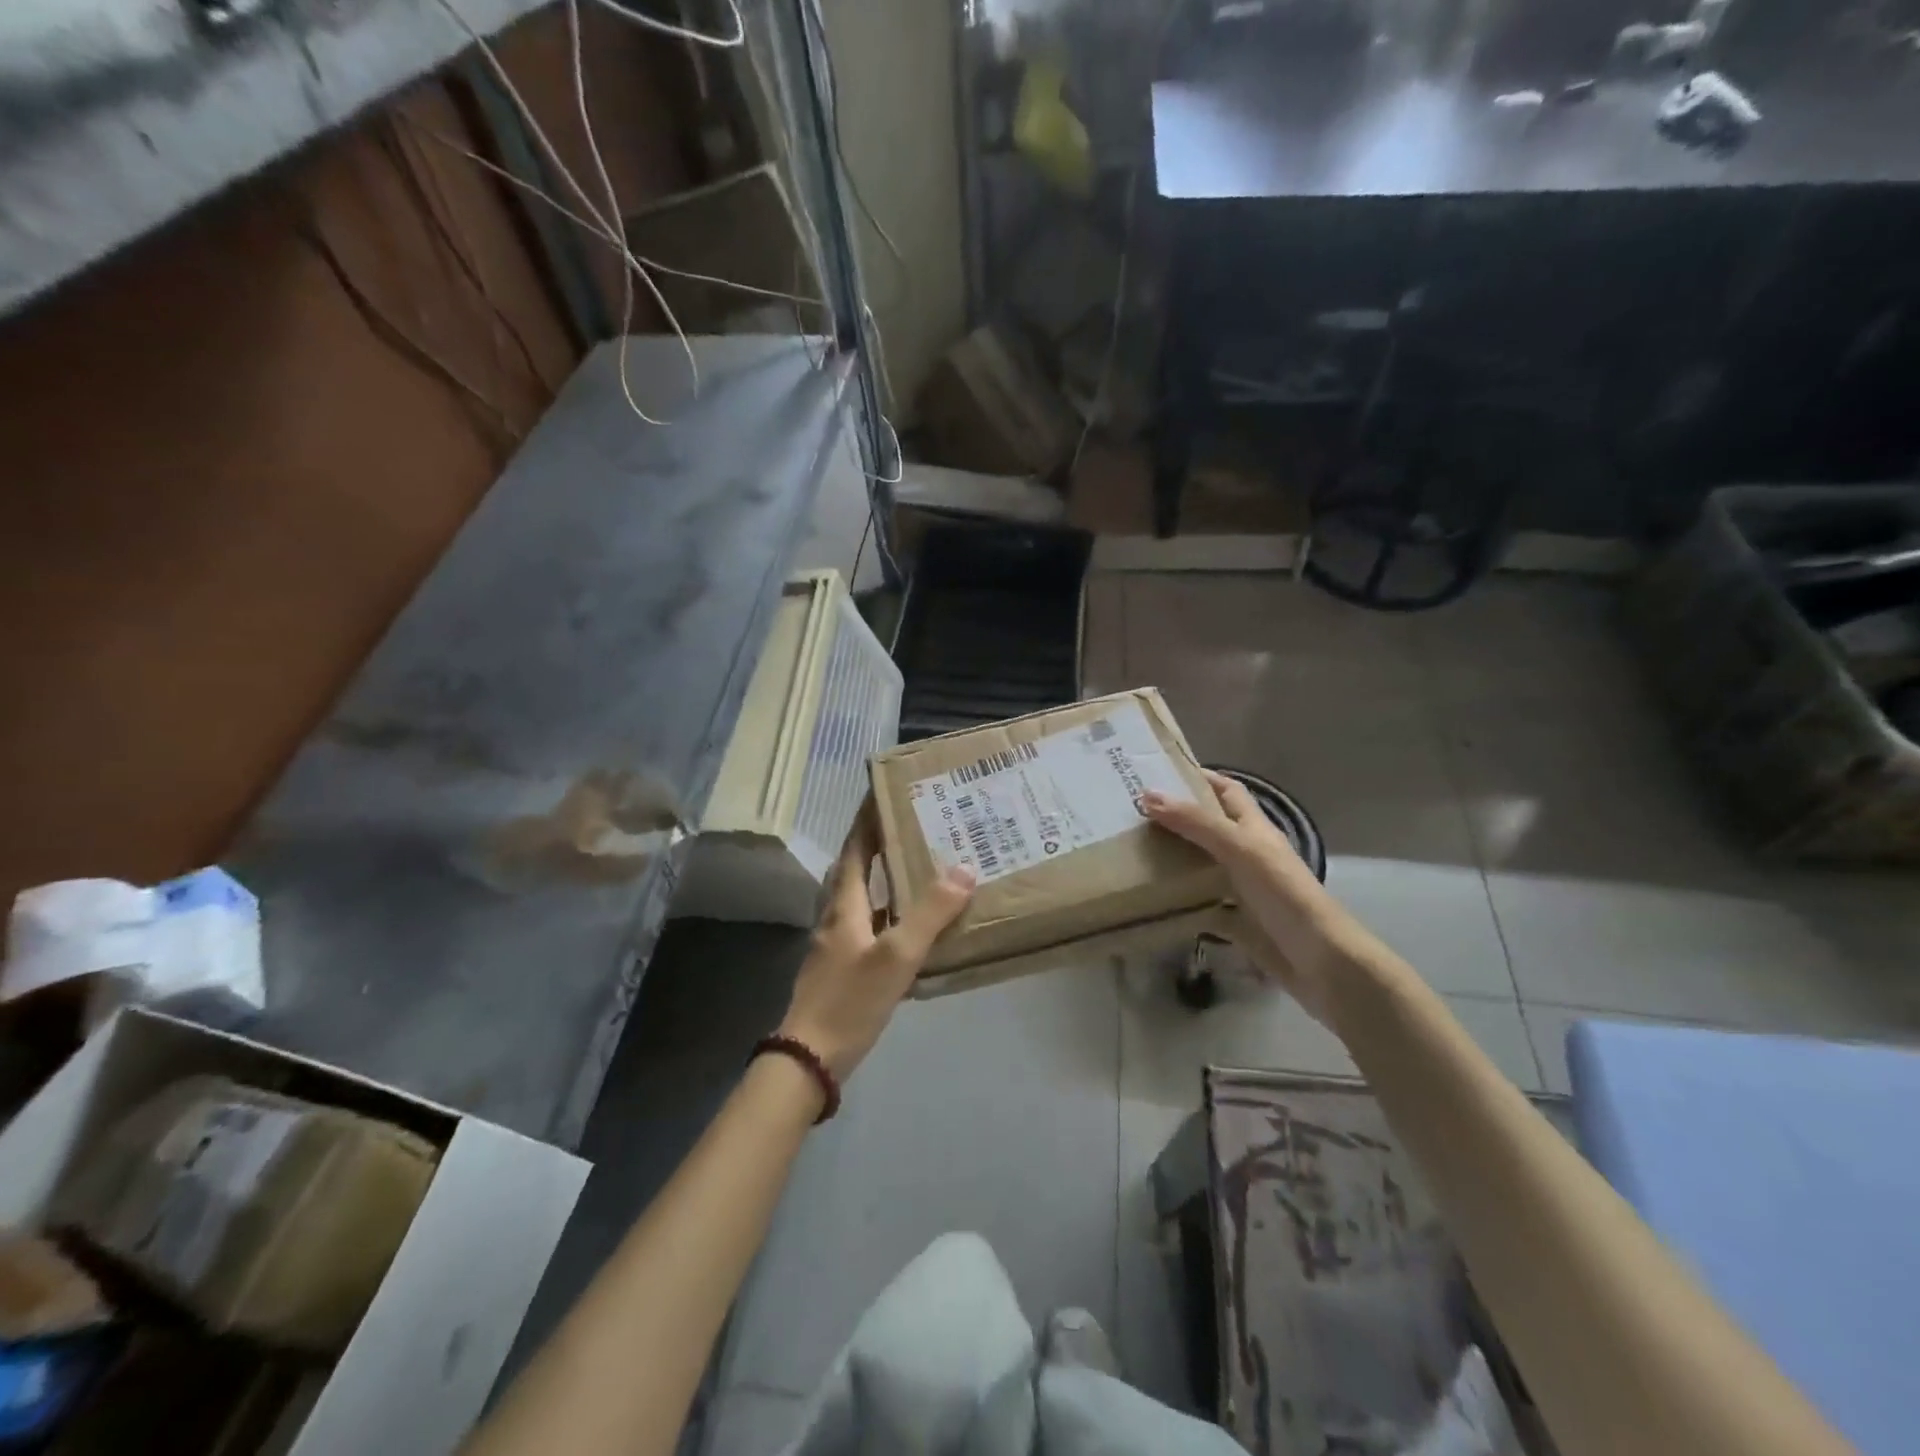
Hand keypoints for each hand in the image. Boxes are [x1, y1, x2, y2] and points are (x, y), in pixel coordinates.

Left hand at [778, 807, 974, 1081]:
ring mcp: (838, 942)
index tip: (885, 793)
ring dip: (887, 878)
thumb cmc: (850, 1000)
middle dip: (880, 843)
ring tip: (922, 867)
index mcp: (843, 903)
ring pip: (864, 897)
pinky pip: (871, 925)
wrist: (809, 1058)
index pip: (854, 846)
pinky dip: (891, 914)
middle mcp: (837, 915)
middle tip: (916, 826)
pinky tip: (914, 926)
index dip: (867, 819)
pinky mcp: (844, 966)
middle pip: (856, 868)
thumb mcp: (896, 955)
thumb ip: (930, 913)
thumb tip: (964, 868)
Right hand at [1142, 771, 1343, 1022]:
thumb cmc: (1283, 894)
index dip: (1200, 778)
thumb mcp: (1239, 848)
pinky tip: (1152, 901)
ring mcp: (1243, 891)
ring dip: (1173, 860)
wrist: (1319, 961)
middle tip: (1131, 814)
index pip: (1227, 791)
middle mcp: (1248, 855)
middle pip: (1209, 829)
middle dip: (1176, 820)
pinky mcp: (1237, 923)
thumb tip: (1147, 795)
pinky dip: (1180, 904)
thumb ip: (1195, 823)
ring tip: (1131, 852)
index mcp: (1255, 829)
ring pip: (1201, 867)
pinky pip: (1201, 907)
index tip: (1160, 773)